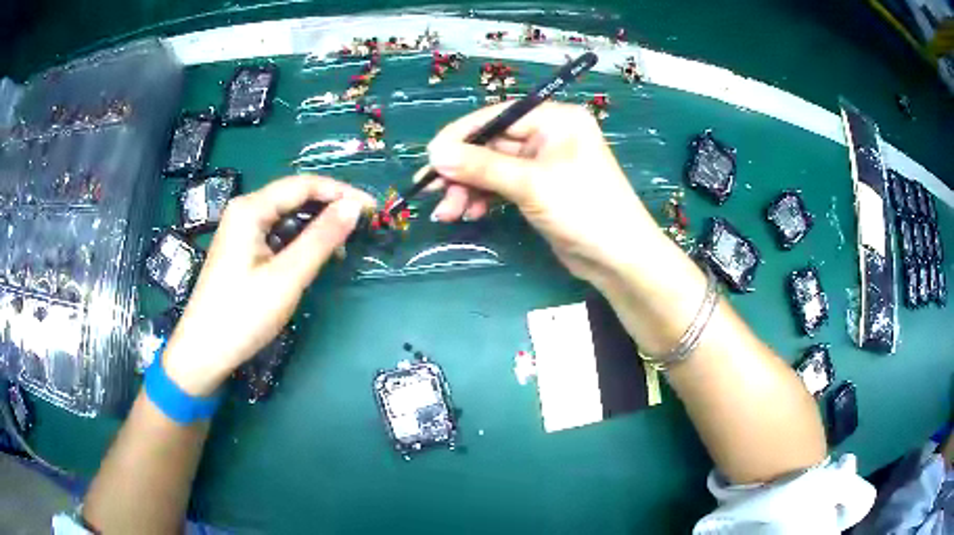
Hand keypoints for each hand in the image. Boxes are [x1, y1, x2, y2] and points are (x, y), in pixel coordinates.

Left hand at [163, 175, 373, 395]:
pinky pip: (277, 234)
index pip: (304, 185)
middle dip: (330, 207)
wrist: (204, 352)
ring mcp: (241, 231)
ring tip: (343, 246)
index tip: (373, 209)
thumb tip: (354, 206)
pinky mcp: (242, 250)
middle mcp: (244, 211)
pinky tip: (315, 256)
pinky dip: (300, 241)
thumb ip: (321, 238)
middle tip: (362, 227)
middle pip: (294, 197)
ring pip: (287, 216)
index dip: (341, 192)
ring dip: (316, 226)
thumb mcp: (286, 277)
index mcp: (250, 209)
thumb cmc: (243, 315)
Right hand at [424, 102, 661, 285]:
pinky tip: (470, 214)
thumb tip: (435, 154)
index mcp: (555, 119)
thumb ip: (481, 167)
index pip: (497, 117)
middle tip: (433, 194)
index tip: (429, 158)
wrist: (619, 259)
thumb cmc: (584, 210)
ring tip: (449, 213)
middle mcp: (549, 135)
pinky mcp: (539, 189)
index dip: (460, 136)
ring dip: (468, 188)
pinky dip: (484, 198)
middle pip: (492, 144)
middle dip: (462, 171)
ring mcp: (543, 163)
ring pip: (492, 168)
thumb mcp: (531, 185)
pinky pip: (502, 186)